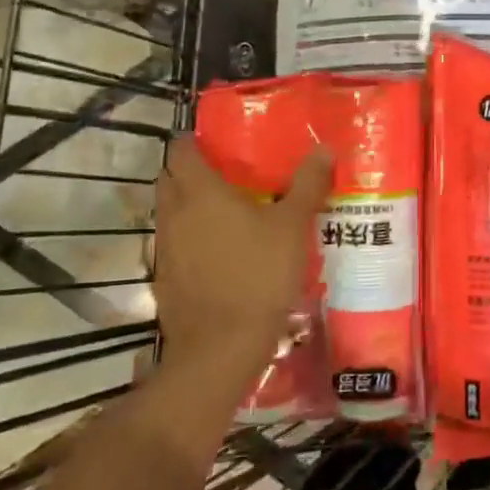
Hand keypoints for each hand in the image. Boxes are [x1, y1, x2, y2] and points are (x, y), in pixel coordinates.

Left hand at [153, 136, 332, 377]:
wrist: (220, 348)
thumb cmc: (258, 275)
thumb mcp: (293, 227)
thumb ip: (307, 185)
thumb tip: (324, 148)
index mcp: (200, 191)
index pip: (180, 150)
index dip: (193, 141)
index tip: (215, 142)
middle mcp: (174, 213)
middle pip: (169, 178)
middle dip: (188, 171)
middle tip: (224, 174)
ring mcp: (164, 248)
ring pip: (168, 212)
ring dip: (187, 206)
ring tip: (225, 212)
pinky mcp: (164, 278)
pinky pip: (173, 244)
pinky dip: (188, 239)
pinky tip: (218, 253)